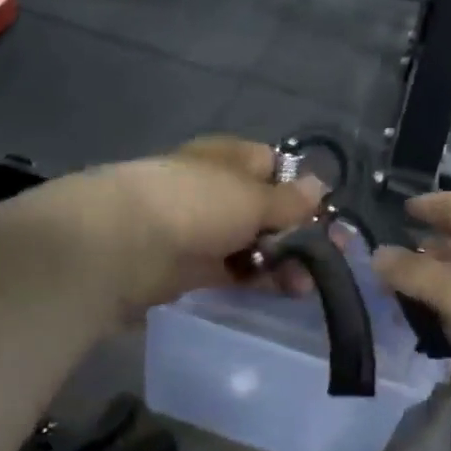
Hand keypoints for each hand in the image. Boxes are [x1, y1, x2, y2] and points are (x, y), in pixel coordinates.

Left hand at [1, 136, 326, 319]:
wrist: (123, 245)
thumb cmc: (196, 203)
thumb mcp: (253, 198)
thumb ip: (289, 200)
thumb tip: (319, 188)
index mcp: (230, 158)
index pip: (274, 166)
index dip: (302, 190)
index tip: (327, 218)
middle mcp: (217, 188)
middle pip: (266, 209)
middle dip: (297, 233)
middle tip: (325, 261)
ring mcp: (202, 228)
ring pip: (252, 242)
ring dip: (281, 261)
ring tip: (304, 286)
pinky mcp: (190, 267)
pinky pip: (233, 270)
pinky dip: (256, 279)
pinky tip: (280, 293)